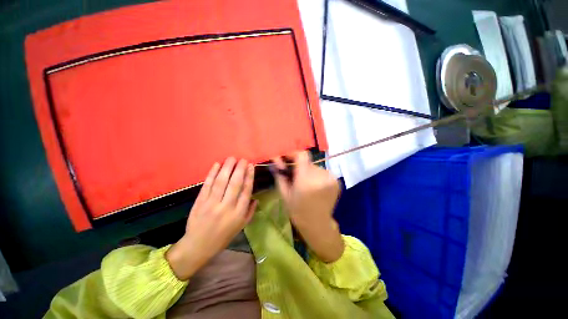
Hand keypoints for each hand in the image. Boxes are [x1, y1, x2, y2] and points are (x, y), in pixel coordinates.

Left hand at [166, 158, 255, 280]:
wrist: (198, 246)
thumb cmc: (223, 237)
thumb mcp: (241, 227)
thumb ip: (250, 212)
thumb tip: (256, 198)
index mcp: (238, 213)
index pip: (246, 190)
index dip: (249, 176)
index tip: (251, 166)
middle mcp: (227, 207)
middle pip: (235, 184)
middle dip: (240, 169)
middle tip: (243, 159)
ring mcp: (212, 204)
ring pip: (221, 182)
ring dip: (227, 168)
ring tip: (231, 158)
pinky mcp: (200, 202)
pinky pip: (207, 185)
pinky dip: (212, 174)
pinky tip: (216, 165)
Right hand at [272, 151, 343, 262]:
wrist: (317, 223)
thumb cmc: (298, 210)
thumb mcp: (285, 193)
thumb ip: (280, 174)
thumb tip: (275, 158)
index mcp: (305, 180)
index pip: (302, 155)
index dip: (294, 153)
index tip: (288, 158)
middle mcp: (320, 176)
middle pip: (308, 162)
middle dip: (300, 167)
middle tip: (295, 177)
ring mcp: (331, 178)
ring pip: (315, 167)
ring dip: (309, 172)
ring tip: (306, 184)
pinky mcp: (337, 181)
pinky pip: (323, 172)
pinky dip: (317, 176)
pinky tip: (315, 187)